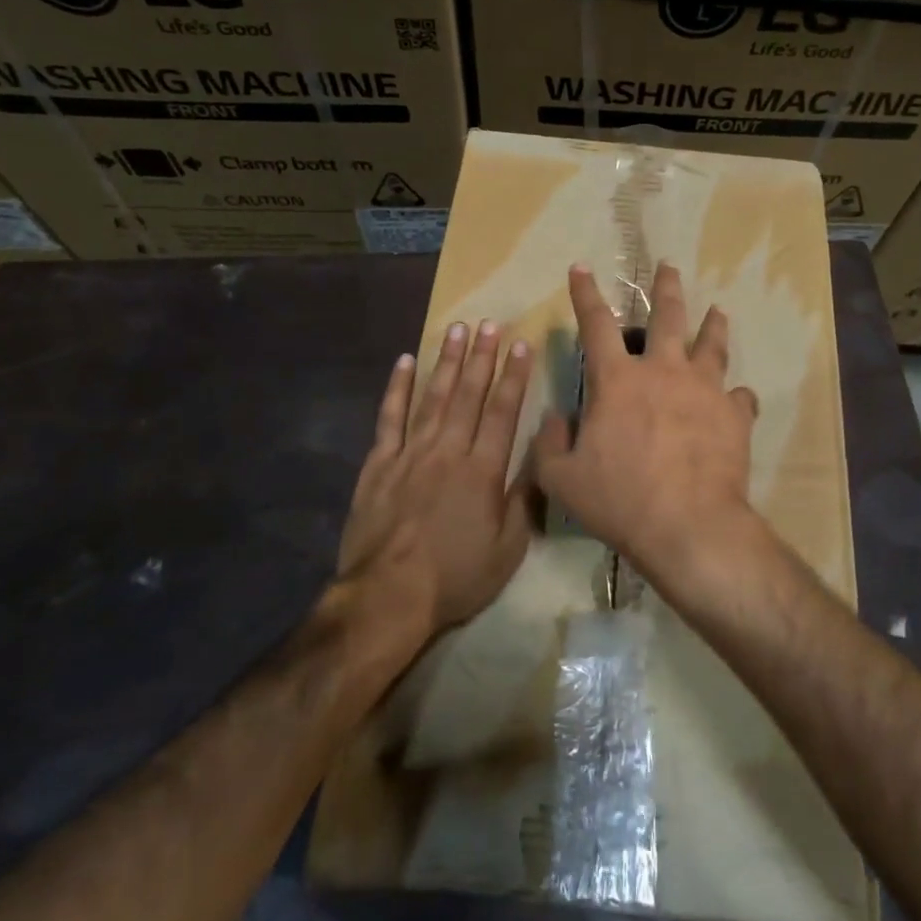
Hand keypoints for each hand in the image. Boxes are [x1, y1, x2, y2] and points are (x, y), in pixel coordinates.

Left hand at [338, 321, 536, 638]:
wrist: (387, 597)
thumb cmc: (455, 577)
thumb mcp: (508, 549)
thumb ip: (525, 499)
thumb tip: (542, 457)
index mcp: (483, 470)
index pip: (502, 411)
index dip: (513, 376)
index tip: (521, 344)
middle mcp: (448, 451)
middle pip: (468, 395)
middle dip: (482, 357)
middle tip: (489, 324)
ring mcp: (410, 454)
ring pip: (432, 397)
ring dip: (447, 362)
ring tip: (457, 331)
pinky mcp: (378, 464)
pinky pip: (389, 418)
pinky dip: (397, 389)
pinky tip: (404, 363)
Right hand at [536, 263, 759, 594]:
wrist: (689, 526)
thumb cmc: (619, 500)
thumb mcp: (561, 478)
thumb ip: (550, 444)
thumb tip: (557, 419)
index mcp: (618, 380)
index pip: (596, 324)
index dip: (586, 294)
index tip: (582, 268)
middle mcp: (663, 371)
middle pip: (667, 316)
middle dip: (666, 287)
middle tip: (668, 268)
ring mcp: (705, 389)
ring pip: (712, 344)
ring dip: (713, 325)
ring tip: (717, 312)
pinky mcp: (735, 414)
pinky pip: (740, 395)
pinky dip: (736, 395)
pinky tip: (737, 398)